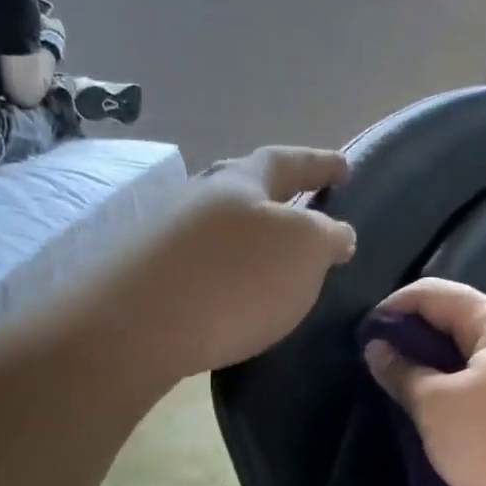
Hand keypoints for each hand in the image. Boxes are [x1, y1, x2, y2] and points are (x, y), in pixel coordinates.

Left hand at [130, 146, 354, 375]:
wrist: (140, 325)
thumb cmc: (236, 278)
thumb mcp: (304, 251)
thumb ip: (327, 236)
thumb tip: (337, 233)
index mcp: (241, 182)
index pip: (288, 161)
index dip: (320, 163)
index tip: (345, 168)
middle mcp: (199, 197)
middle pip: (243, 186)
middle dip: (276, 195)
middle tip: (301, 207)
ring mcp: (166, 234)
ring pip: (218, 225)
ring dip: (247, 234)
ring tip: (270, 258)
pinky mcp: (147, 274)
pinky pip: (199, 261)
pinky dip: (223, 268)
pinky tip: (230, 291)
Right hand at [365, 278, 485, 485]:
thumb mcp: (440, 409)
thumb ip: (405, 374)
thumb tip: (378, 346)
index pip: (433, 292)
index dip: (391, 308)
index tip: (361, 338)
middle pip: (459, 324)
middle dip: (417, 344)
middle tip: (382, 374)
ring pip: (480, 361)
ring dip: (444, 376)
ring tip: (412, 402)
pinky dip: (470, 399)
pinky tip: (455, 425)